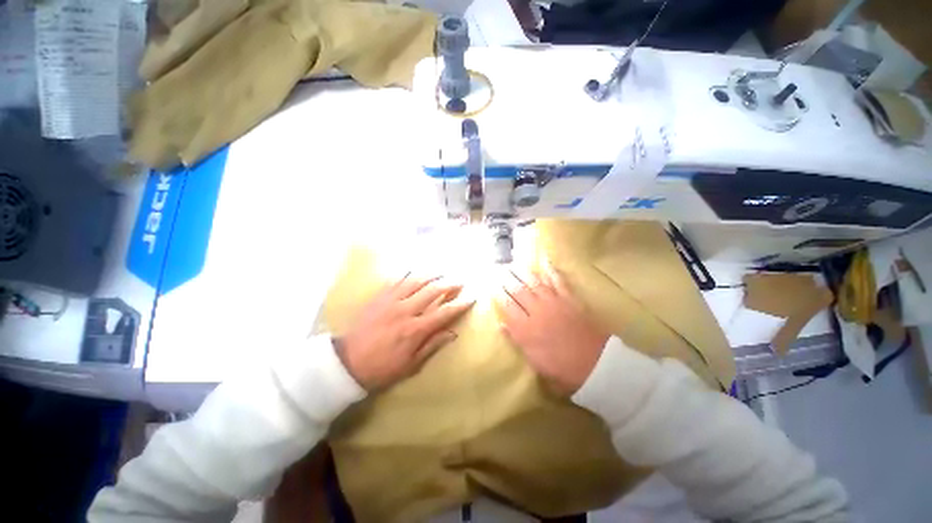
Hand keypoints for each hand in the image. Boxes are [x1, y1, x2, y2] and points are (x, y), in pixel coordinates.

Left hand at [335, 274, 473, 390]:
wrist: (347, 363)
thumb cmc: (381, 368)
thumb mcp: (410, 365)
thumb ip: (432, 345)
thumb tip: (453, 333)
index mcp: (415, 329)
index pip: (444, 313)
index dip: (459, 305)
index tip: (471, 298)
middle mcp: (406, 310)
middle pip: (433, 292)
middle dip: (449, 285)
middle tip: (460, 281)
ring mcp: (391, 301)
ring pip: (416, 281)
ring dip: (432, 275)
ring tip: (442, 272)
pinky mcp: (380, 297)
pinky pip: (397, 281)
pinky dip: (410, 275)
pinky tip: (417, 271)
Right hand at [494, 263, 609, 395]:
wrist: (598, 365)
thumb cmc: (564, 368)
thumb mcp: (536, 361)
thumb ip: (517, 340)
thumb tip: (501, 324)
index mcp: (527, 329)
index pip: (507, 306)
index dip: (497, 294)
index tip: (490, 285)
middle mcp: (537, 312)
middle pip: (517, 291)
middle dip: (506, 279)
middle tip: (498, 269)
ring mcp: (554, 303)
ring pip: (533, 283)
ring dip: (522, 272)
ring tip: (513, 264)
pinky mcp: (569, 299)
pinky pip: (558, 281)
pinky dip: (551, 270)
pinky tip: (544, 260)